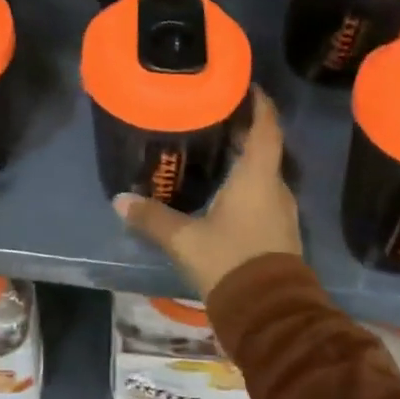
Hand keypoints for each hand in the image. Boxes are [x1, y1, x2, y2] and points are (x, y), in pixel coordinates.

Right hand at [112, 88, 300, 298]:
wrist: (269, 314)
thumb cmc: (230, 262)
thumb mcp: (185, 240)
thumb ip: (153, 218)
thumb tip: (120, 200)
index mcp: (258, 176)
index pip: (266, 126)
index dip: (259, 102)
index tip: (243, 84)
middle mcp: (275, 186)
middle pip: (263, 145)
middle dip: (242, 127)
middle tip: (213, 112)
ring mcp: (280, 210)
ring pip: (263, 170)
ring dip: (244, 155)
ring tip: (214, 145)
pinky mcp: (278, 230)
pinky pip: (262, 192)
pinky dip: (245, 180)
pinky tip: (222, 187)